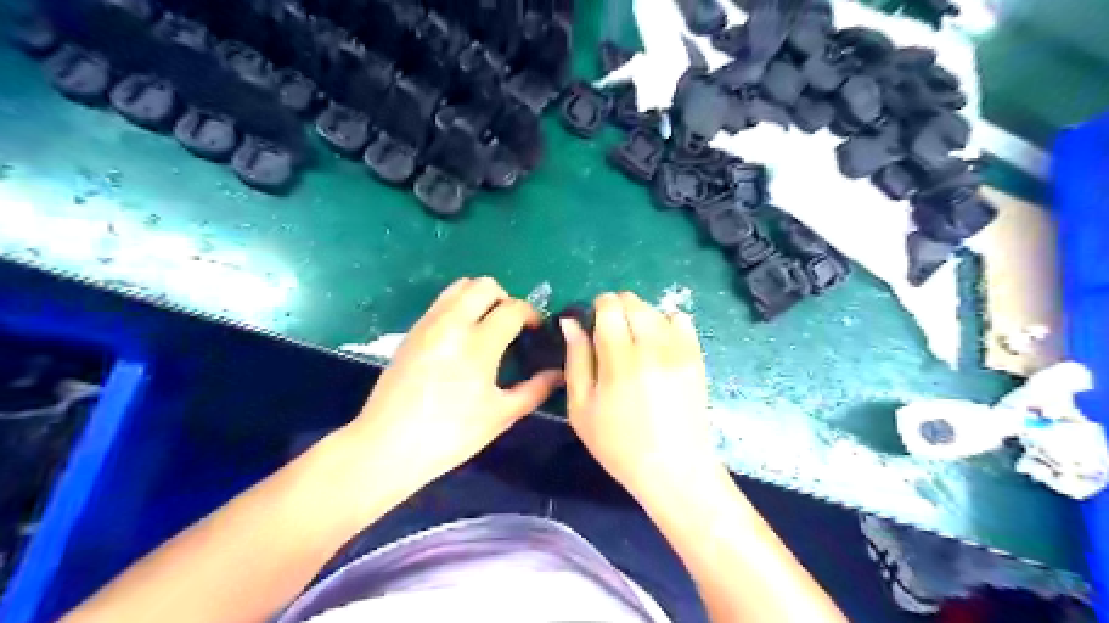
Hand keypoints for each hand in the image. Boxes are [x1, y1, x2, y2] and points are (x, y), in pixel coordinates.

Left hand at [346, 278, 563, 485]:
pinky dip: (459, 306)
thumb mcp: (500, 416)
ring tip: (487, 326)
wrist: (387, 446)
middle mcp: (452, 323)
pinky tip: (462, 337)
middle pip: (484, 285)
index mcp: (478, 344)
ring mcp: (428, 324)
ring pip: (459, 287)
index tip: (537, 329)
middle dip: (505, 298)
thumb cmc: (450, 435)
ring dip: (480, 298)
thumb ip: (534, 390)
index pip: (513, 308)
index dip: (531, 314)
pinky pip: (441, 302)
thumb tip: (558, 374)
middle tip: (511, 325)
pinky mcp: (412, 331)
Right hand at [563, 291, 718, 499]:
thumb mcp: (581, 408)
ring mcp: (679, 350)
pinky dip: (667, 322)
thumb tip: (570, 322)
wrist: (674, 469)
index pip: (610, 306)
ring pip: (656, 309)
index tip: (594, 324)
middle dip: (618, 308)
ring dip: (641, 316)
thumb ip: (576, 359)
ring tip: (635, 343)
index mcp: (620, 359)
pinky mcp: (697, 357)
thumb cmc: (618, 444)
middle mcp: (652, 346)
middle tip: (611, 335)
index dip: (598, 307)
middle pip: (633, 302)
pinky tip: (659, 345)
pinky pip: (682, 320)